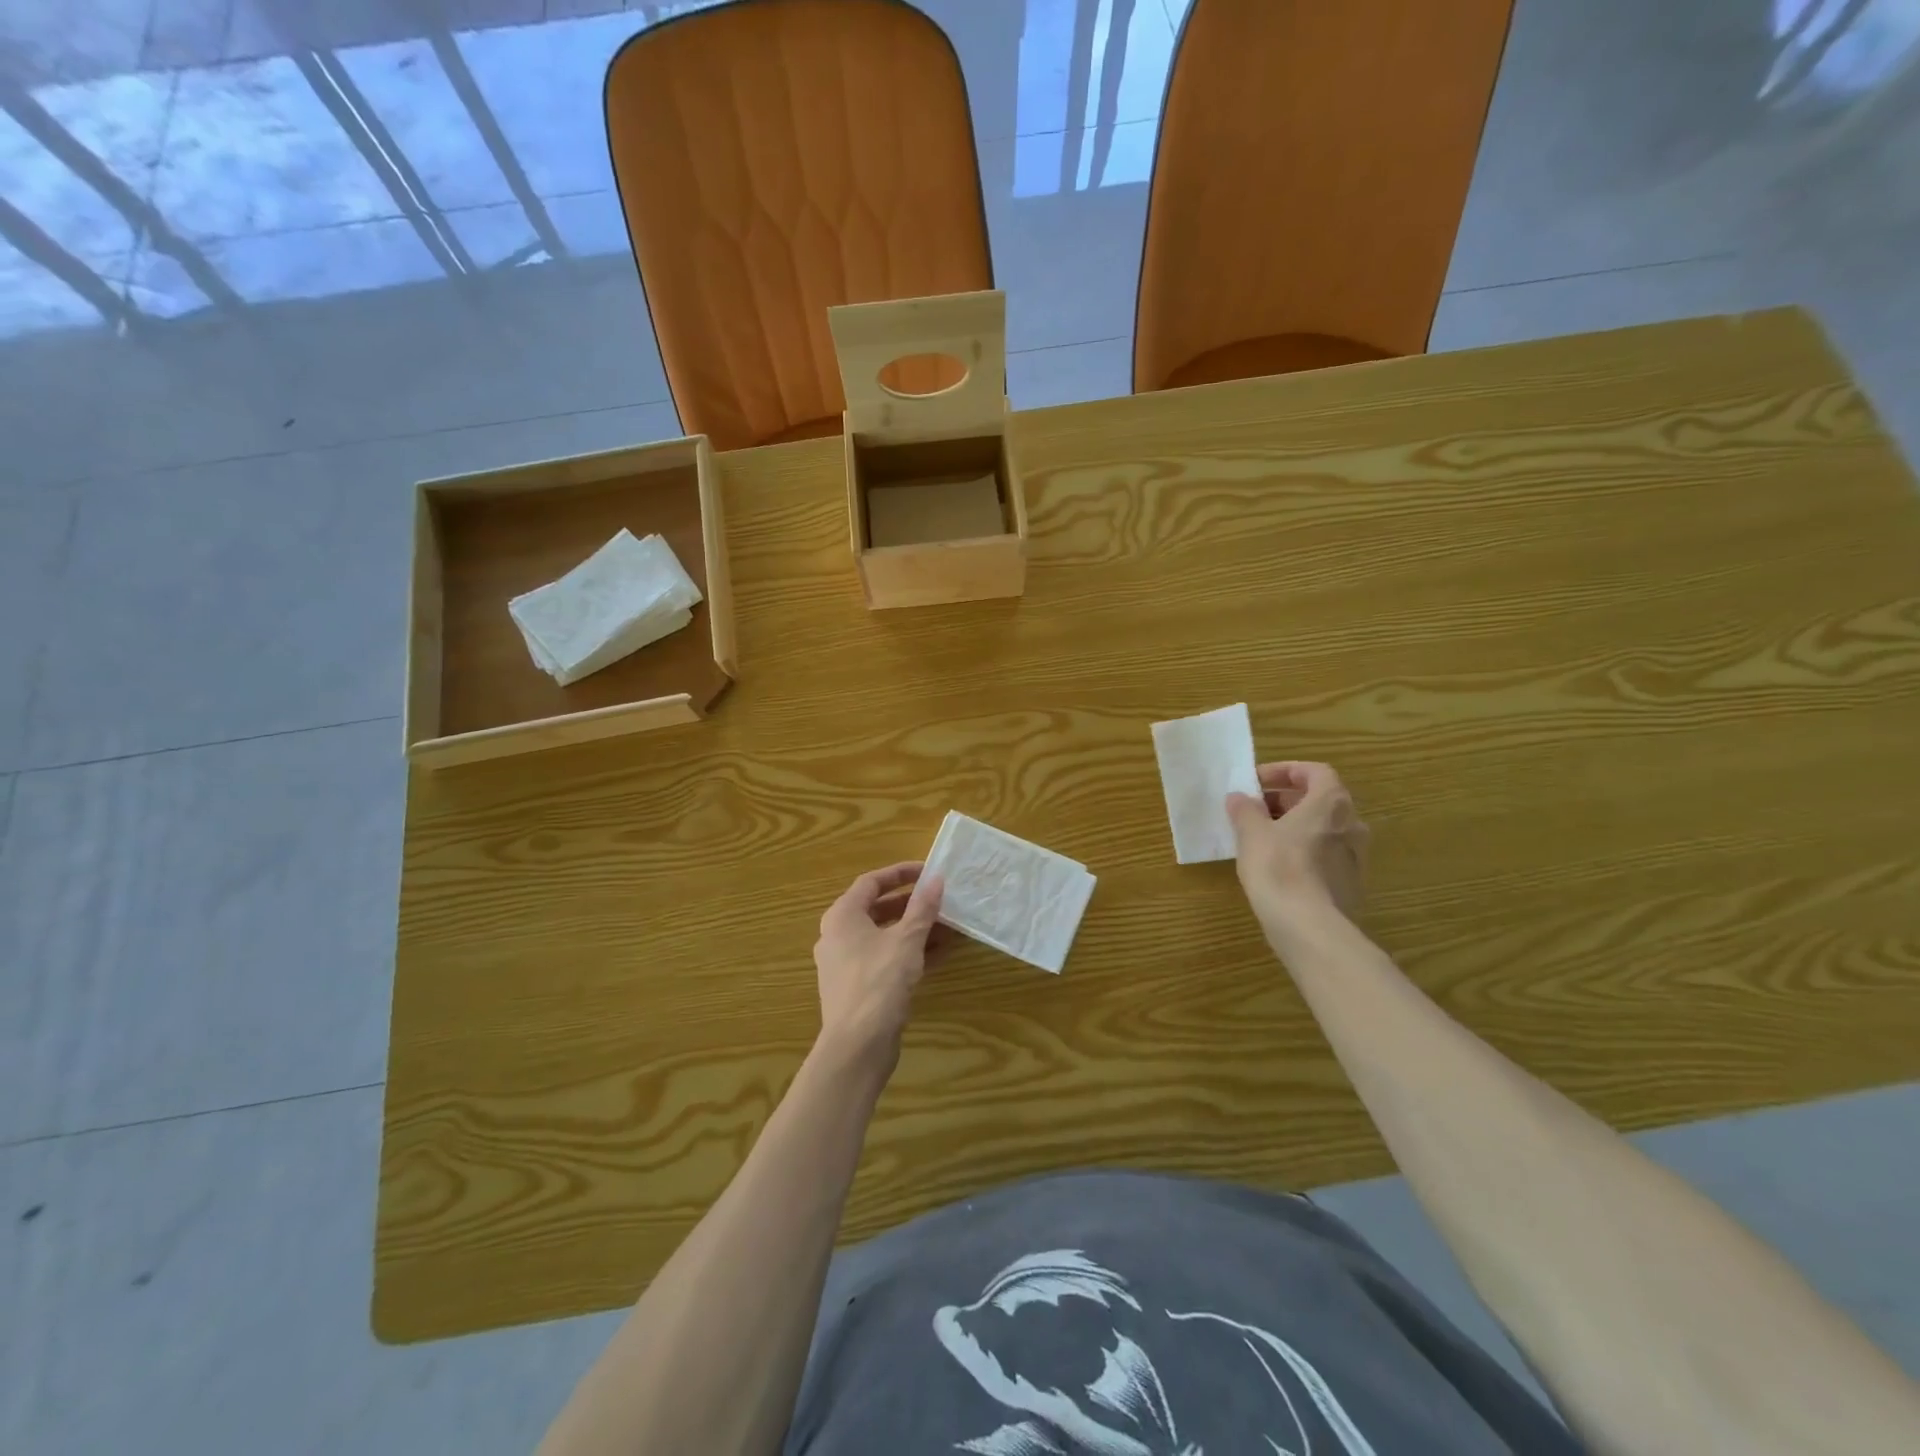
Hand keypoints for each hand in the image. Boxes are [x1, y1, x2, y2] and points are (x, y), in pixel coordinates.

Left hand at [813, 862, 950, 1070]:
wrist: (857, 1046)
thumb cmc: (879, 982)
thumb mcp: (907, 940)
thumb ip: (922, 908)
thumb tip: (936, 879)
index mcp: (843, 916)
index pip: (871, 882)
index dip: (900, 873)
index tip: (928, 872)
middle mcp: (837, 935)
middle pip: (876, 909)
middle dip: (910, 904)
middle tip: (939, 899)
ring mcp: (844, 963)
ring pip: (882, 936)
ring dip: (913, 929)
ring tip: (945, 926)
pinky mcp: (856, 987)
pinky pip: (883, 958)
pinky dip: (907, 952)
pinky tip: (937, 955)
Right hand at [1226, 761, 1368, 931]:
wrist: (1309, 926)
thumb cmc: (1279, 868)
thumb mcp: (1251, 833)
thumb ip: (1245, 810)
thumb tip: (1239, 798)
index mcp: (1331, 803)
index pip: (1315, 771)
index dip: (1285, 771)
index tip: (1256, 782)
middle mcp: (1352, 824)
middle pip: (1319, 799)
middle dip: (1285, 799)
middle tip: (1254, 809)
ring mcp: (1355, 856)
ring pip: (1323, 828)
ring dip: (1294, 825)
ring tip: (1260, 837)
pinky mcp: (1350, 883)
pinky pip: (1325, 854)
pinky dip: (1302, 850)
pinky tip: (1276, 865)